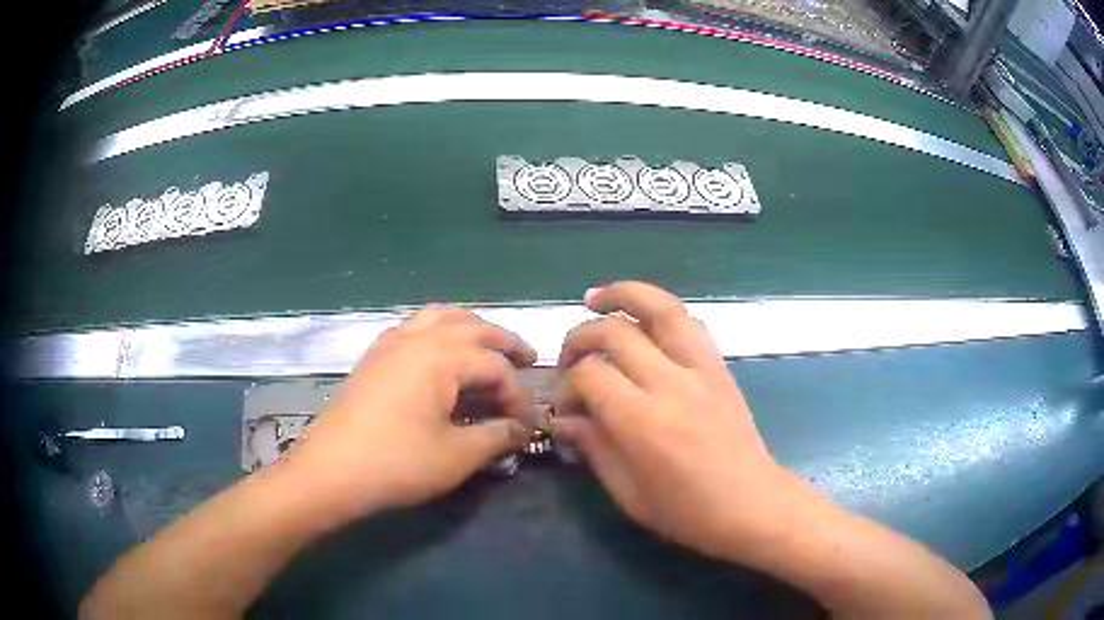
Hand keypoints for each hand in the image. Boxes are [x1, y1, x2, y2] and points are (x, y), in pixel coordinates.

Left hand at [286, 307, 537, 520]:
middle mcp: (417, 338)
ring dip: (470, 327)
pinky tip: (439, 355)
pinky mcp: (373, 357)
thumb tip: (524, 428)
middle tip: (528, 358)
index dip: (519, 395)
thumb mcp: (457, 455)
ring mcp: (390, 343)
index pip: (495, 368)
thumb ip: (497, 436)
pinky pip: (413, 328)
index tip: (530, 423)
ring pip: (439, 317)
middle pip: (471, 327)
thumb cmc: (397, 463)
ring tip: (488, 345)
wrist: (331, 471)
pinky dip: (437, 331)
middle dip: (504, 342)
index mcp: (441, 357)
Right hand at [553, 282, 796, 560]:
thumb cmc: (688, 512)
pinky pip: (690, 323)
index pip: (590, 375)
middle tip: (567, 359)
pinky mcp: (720, 367)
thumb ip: (594, 448)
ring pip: (661, 308)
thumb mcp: (629, 494)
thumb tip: (564, 419)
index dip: (567, 385)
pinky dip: (661, 313)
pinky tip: (645, 322)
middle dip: (580, 337)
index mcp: (644, 422)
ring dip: (624, 295)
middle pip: (615, 332)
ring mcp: (702, 369)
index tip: (565, 407)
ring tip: (596, 299)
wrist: (753, 505)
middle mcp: (672, 384)